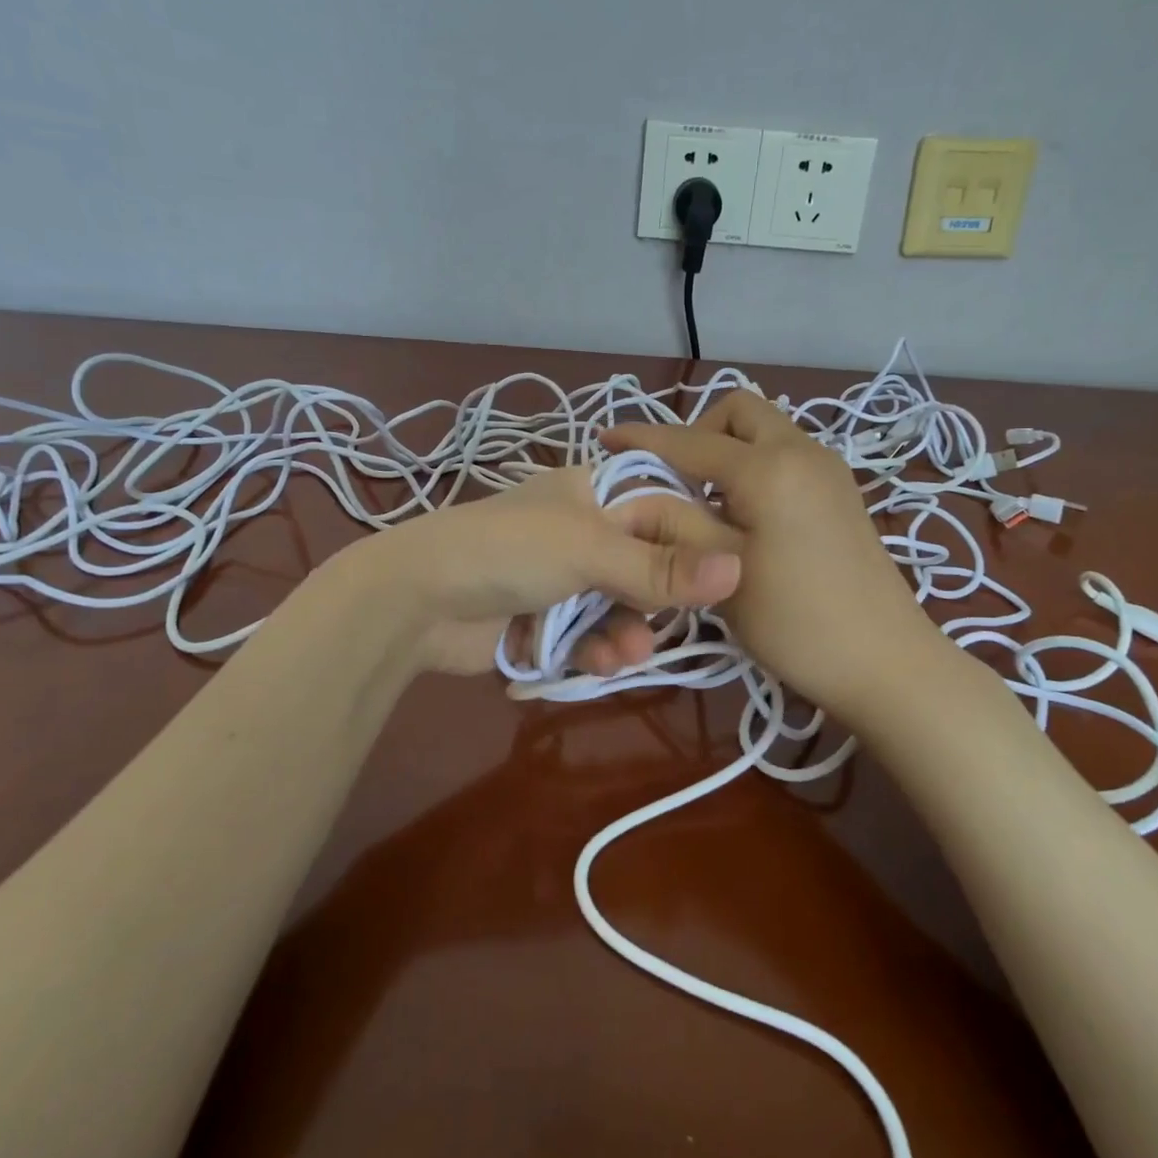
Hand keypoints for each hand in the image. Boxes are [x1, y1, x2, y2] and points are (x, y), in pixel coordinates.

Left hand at [366, 465, 743, 675]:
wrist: (416, 601)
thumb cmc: (508, 551)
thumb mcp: (590, 549)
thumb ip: (662, 566)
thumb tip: (741, 568)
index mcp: (595, 492)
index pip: (667, 510)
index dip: (698, 544)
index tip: (733, 582)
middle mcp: (584, 531)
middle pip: (647, 566)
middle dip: (657, 602)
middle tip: (667, 626)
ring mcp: (563, 578)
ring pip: (621, 608)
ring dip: (627, 634)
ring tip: (623, 656)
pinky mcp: (545, 620)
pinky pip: (589, 636)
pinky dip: (595, 651)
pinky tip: (596, 664)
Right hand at [605, 391, 941, 720]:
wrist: (887, 663)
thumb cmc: (797, 622)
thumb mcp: (723, 572)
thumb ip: (673, 522)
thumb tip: (632, 495)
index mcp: (769, 467)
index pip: (691, 440)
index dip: (643, 440)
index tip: (605, 442)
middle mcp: (803, 450)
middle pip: (739, 411)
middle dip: (697, 431)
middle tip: (673, 478)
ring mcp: (828, 469)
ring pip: (765, 430)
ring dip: (727, 448)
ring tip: (703, 500)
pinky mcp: (840, 491)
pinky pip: (785, 454)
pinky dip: (754, 465)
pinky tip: (743, 514)